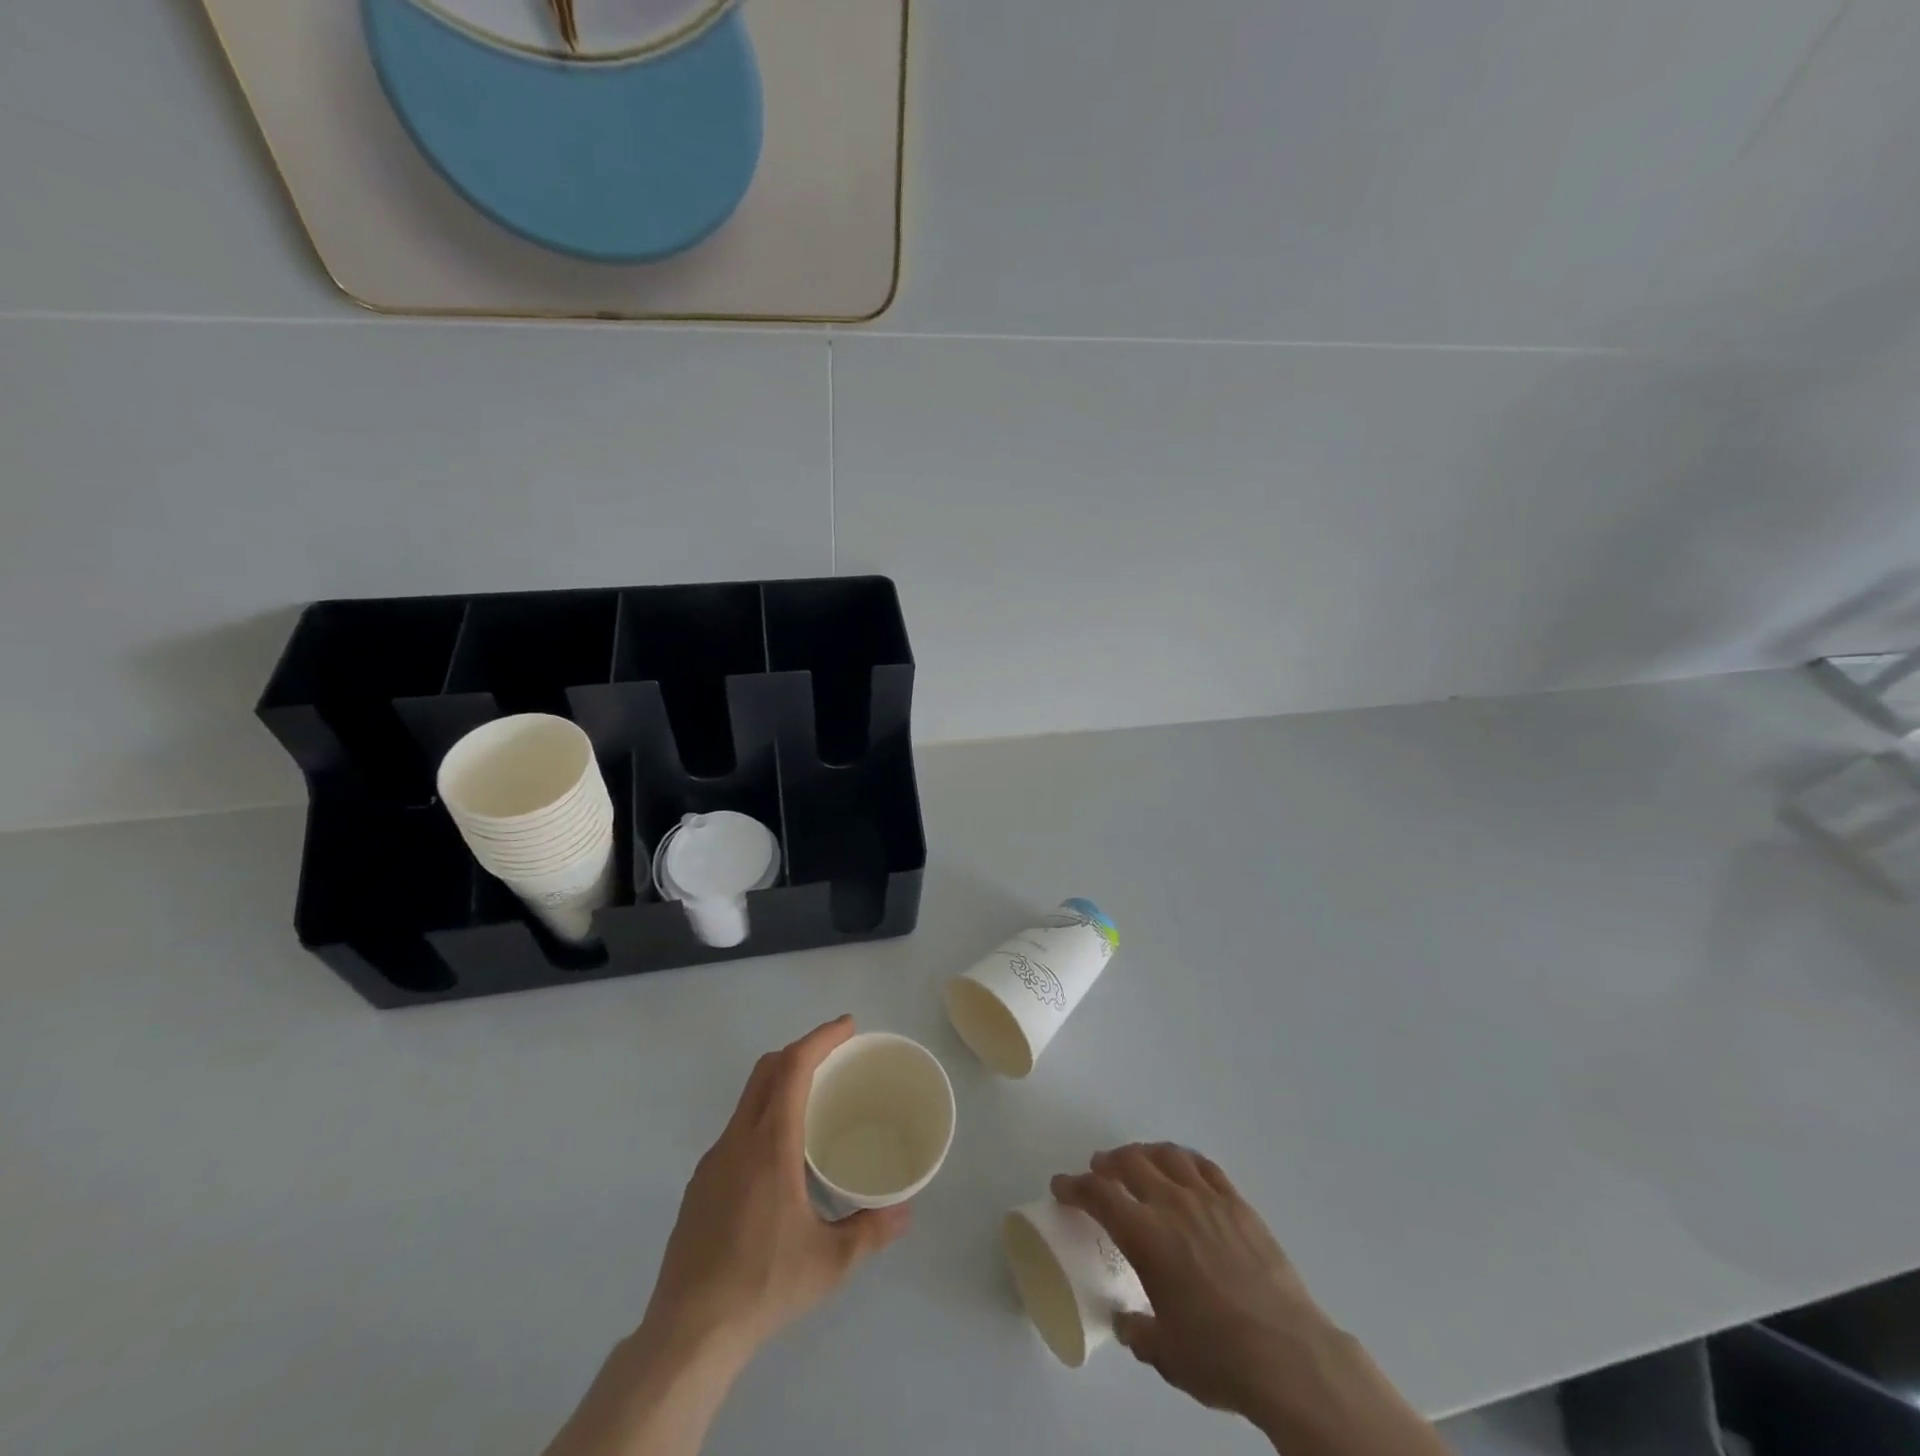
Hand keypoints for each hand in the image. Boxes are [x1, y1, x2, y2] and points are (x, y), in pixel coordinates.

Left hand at [643, 1015, 911, 1356]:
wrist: (687, 1334)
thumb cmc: (763, 1285)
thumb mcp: (829, 1262)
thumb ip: (871, 1231)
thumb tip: (905, 1212)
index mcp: (770, 1145)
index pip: (792, 1067)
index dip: (820, 1038)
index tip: (847, 1026)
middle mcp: (737, 1140)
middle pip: (766, 1070)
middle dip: (801, 1050)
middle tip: (835, 1057)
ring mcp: (712, 1162)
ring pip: (747, 1100)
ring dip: (780, 1084)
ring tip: (812, 1104)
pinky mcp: (699, 1186)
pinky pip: (736, 1131)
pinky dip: (762, 1118)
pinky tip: (779, 1158)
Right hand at [1053, 1144, 1448, 1455]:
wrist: (1289, 1355)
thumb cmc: (1219, 1356)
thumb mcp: (1166, 1354)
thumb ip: (1139, 1331)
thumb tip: (1127, 1322)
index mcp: (1146, 1236)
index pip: (1099, 1195)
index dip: (1074, 1186)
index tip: (1061, 1186)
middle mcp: (1172, 1205)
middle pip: (1130, 1163)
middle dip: (1108, 1162)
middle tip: (1098, 1169)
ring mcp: (1208, 1199)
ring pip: (1167, 1156)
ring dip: (1144, 1153)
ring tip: (1136, 1161)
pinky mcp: (1239, 1204)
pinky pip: (1204, 1166)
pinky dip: (1184, 1159)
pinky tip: (1181, 1167)